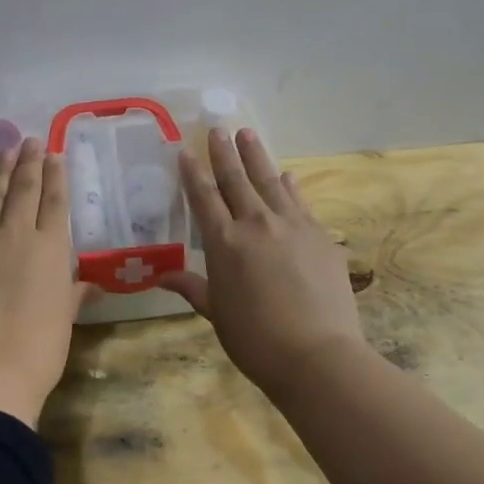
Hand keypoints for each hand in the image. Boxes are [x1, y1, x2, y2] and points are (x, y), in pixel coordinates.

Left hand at [0, 138, 92, 428]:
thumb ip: (73, 293)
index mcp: (51, 248)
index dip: (55, 175)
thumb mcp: (64, 319)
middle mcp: (16, 234)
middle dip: (28, 162)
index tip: (54, 154)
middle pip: (23, 189)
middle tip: (29, 141)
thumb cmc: (39, 348)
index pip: (54, 201)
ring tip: (5, 153)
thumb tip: (88, 284)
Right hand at [159, 127, 367, 399]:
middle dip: (224, 153)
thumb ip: (192, 287)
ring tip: (248, 134)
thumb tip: (162, 276)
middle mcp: (255, 224)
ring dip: (257, 156)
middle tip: (218, 128)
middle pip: (236, 180)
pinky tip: (288, 175)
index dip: (193, 173)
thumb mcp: (216, 313)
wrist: (317, 354)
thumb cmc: (255, 338)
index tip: (185, 151)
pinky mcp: (320, 235)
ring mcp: (292, 226)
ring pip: (270, 181)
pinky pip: (300, 202)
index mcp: (223, 242)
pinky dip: (291, 186)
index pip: (203, 197)